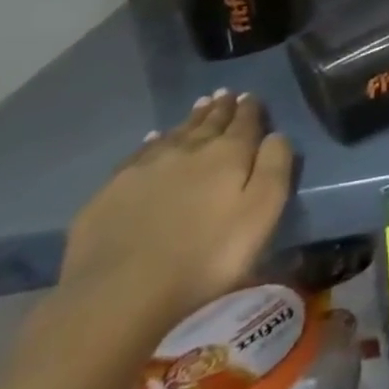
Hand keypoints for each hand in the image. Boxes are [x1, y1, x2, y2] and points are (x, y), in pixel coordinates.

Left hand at [59, 90, 294, 335]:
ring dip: (191, 119)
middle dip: (221, 108)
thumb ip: (275, 168)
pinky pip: (141, 153)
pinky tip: (155, 138)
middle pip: (209, 122)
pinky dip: (154, 141)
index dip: (250, 108)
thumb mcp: (262, 213)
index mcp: (228, 153)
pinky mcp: (112, 190)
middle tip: (225, 94)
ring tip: (200, 106)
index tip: (251, 96)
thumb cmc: (207, 256)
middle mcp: (188, 149)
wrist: (119, 294)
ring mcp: (145, 167)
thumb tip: (276, 135)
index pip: (244, 121)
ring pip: (176, 133)